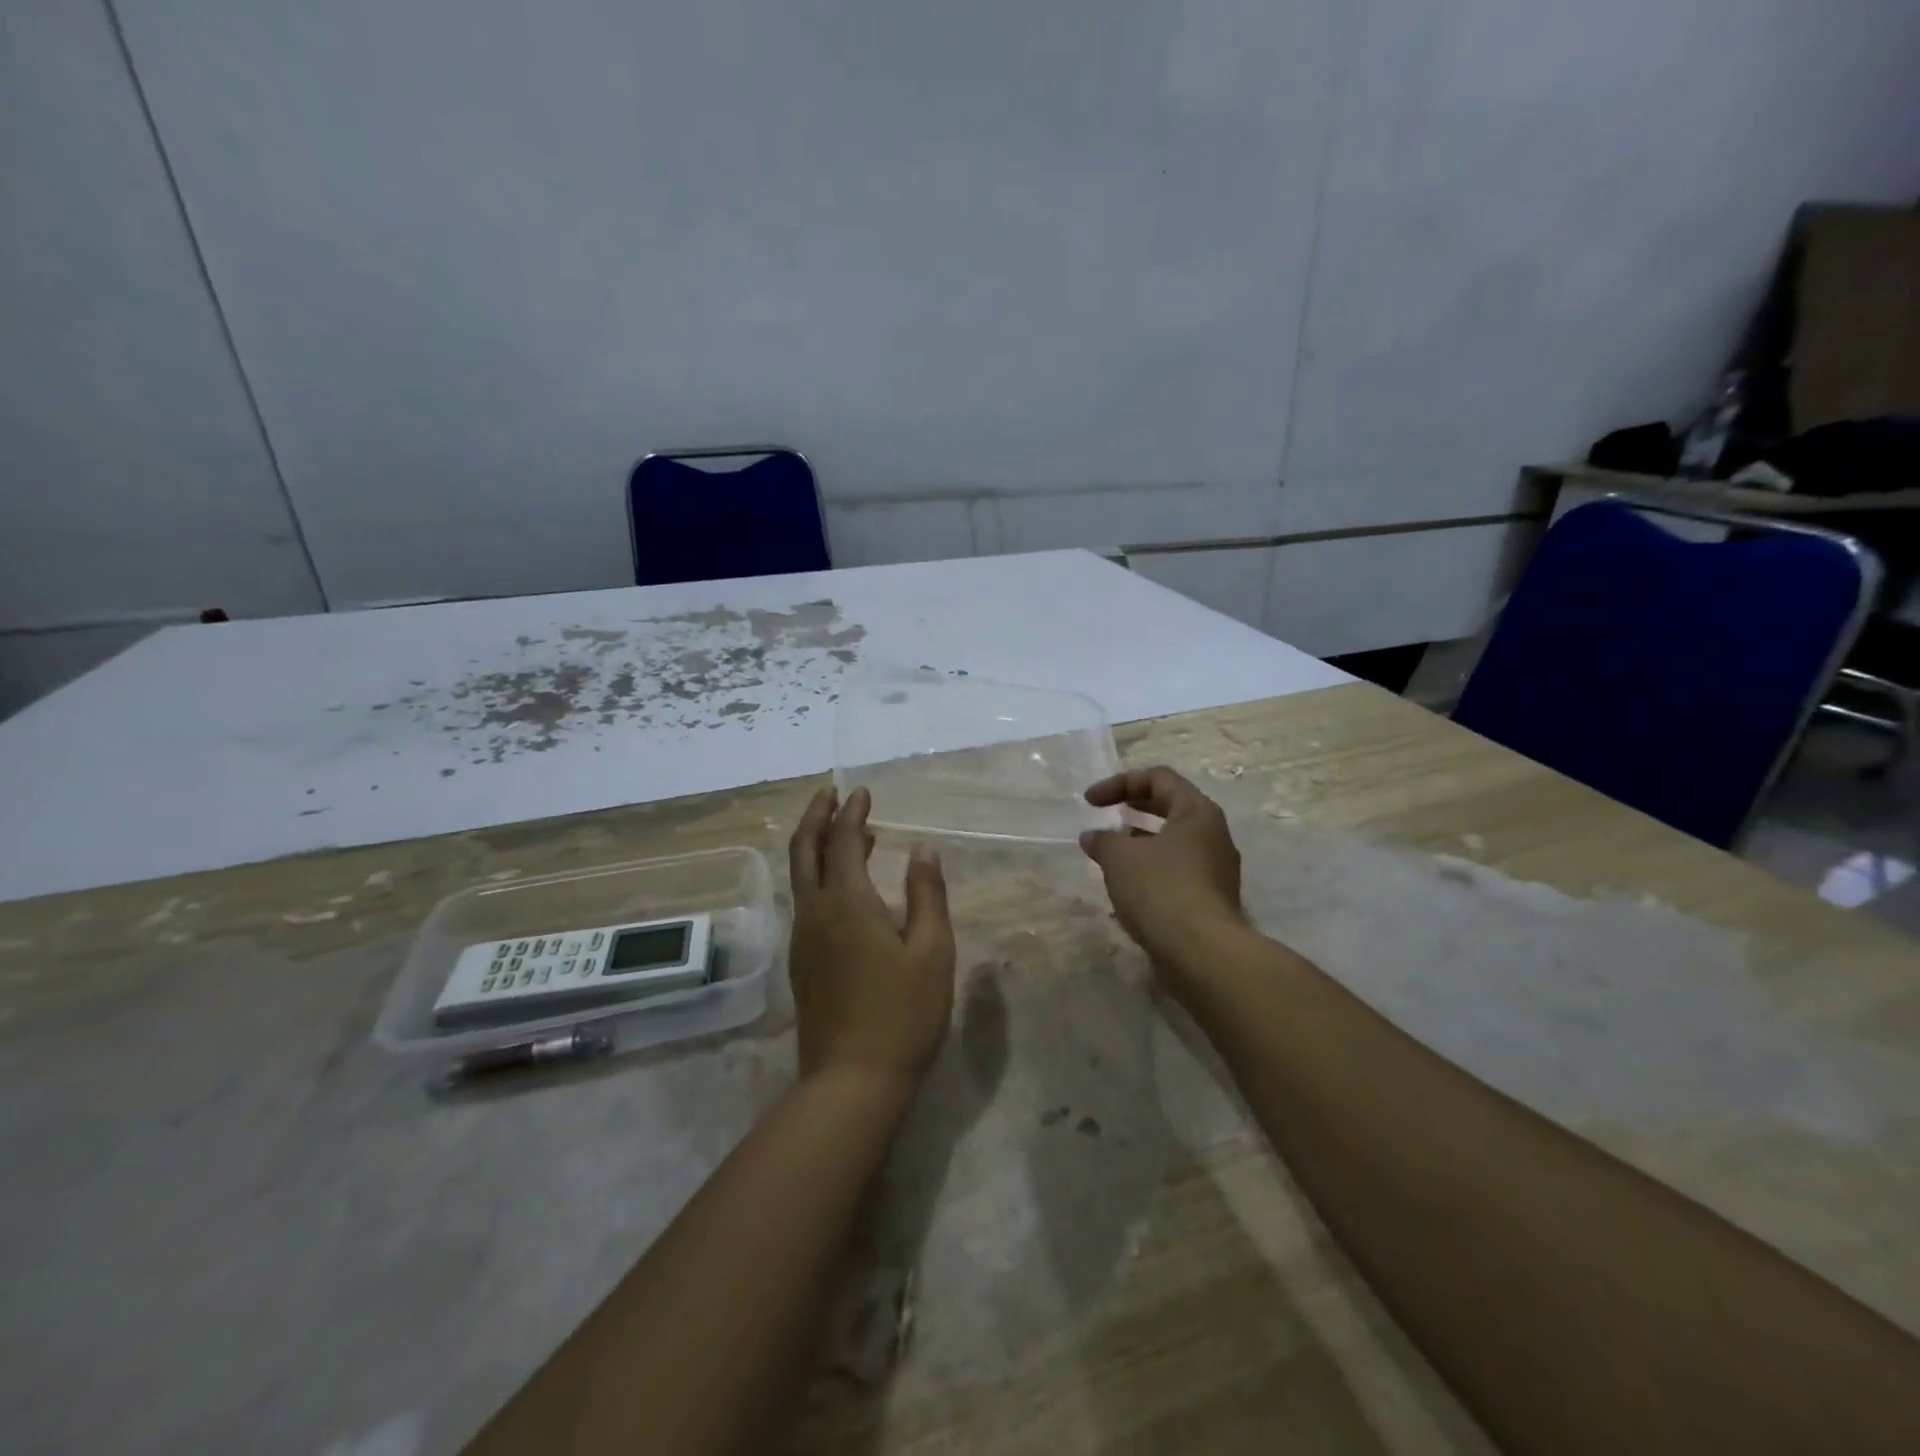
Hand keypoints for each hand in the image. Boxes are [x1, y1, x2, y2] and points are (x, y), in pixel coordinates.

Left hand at [787, 785, 955, 1093]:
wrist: (850, 1081)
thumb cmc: (902, 1013)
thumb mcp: (932, 951)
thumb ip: (927, 894)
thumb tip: (923, 849)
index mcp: (847, 903)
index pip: (843, 840)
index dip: (852, 812)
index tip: (863, 791)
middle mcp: (815, 912)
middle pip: (805, 849)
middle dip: (817, 816)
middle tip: (832, 793)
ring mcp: (802, 938)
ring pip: (800, 876)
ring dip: (817, 845)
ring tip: (846, 833)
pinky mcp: (801, 962)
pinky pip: (805, 900)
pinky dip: (819, 875)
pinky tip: (844, 887)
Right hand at [1079, 767, 1246, 978]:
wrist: (1202, 953)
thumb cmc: (1161, 889)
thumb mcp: (1120, 857)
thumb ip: (1103, 840)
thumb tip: (1093, 837)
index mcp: (1197, 812)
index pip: (1159, 778)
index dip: (1120, 783)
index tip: (1089, 803)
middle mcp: (1213, 835)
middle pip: (1171, 807)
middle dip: (1134, 807)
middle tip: (1106, 815)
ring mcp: (1216, 869)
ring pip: (1174, 842)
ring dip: (1141, 841)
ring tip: (1111, 853)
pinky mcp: (1210, 900)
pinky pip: (1177, 871)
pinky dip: (1151, 869)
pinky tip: (1127, 888)